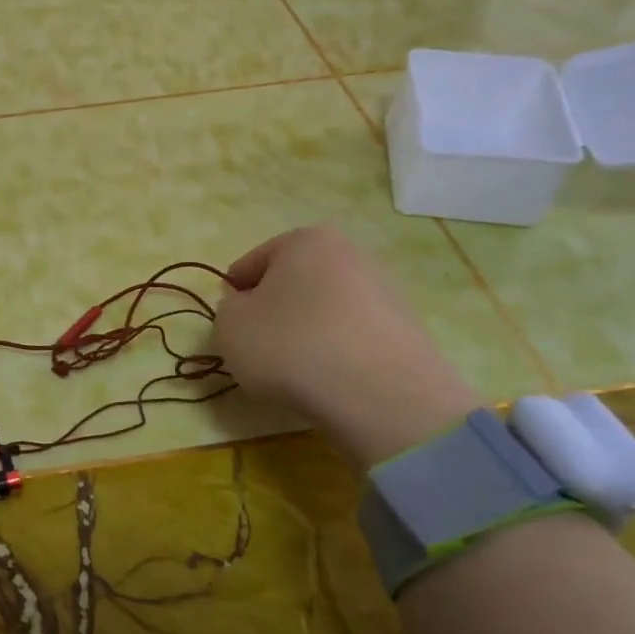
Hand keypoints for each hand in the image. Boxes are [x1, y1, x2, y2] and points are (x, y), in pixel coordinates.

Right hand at [214, 225, 480, 466]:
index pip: (251, 264)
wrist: (379, 393)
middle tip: (260, 350)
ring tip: (296, 370)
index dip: (234, 298)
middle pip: (292, 283)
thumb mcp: (229, 326)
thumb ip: (228, 309)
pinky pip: (352, 334)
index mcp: (305, 240)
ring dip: (305, 331)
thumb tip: (248, 307)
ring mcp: (384, 288)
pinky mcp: (406, 325)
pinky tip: (329, 377)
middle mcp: (349, 251)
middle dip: (274, 312)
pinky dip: (336, 350)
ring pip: (323, 308)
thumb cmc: (291, 346)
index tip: (230, 330)